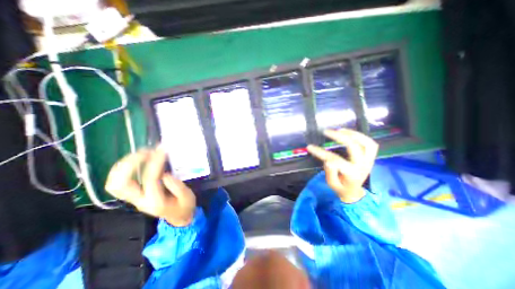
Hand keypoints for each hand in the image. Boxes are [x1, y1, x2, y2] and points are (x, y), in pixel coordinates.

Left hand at [104, 149, 195, 225]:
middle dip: (130, 164)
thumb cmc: (185, 206)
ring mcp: (134, 199)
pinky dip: (123, 169)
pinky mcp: (134, 195)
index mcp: (156, 202)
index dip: (155, 163)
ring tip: (139, 153)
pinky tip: (136, 159)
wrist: (179, 217)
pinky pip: (119, 182)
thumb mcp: (187, 197)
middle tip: (145, 151)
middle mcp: (140, 201)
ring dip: (124, 165)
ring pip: (115, 184)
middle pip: (121, 184)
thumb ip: (178, 187)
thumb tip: (165, 174)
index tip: (162, 151)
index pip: (150, 180)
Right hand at [305, 128, 376, 202]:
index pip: (335, 160)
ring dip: (353, 134)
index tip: (310, 147)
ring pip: (366, 143)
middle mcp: (362, 166)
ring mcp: (368, 161)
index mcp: (351, 174)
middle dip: (340, 137)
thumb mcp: (332, 184)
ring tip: (340, 129)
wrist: (354, 192)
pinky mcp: (370, 158)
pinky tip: (349, 133)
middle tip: (327, 132)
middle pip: (354, 147)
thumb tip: (328, 161)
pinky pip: (370, 144)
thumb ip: (330, 173)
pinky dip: (361, 136)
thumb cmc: (341, 188)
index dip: (321, 153)